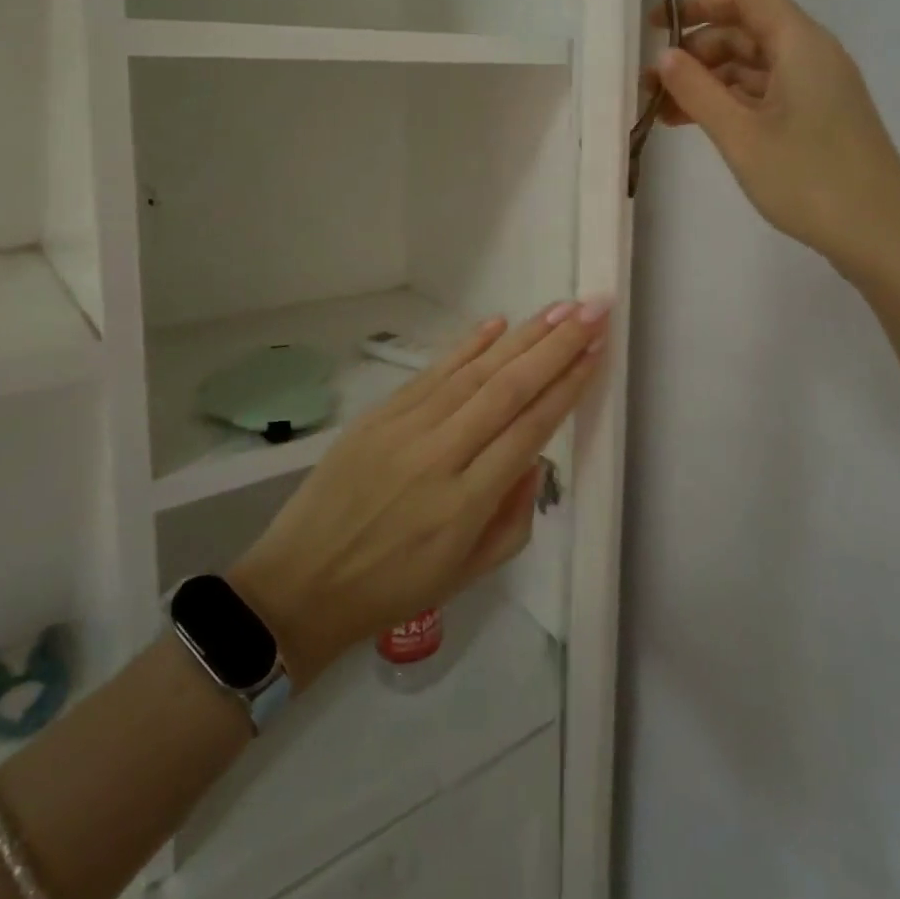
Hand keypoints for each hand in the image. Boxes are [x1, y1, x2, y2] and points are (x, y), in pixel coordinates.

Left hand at [229, 301, 608, 685]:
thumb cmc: (393, 589)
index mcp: (467, 503)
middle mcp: (441, 456)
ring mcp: (407, 428)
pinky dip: (467, 346)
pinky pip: (433, 372)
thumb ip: (515, 517)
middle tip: (593, 310)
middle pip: (509, 389)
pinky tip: (498, 323)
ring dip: (522, 337)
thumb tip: (534, 455)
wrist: (302, 582)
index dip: (567, 386)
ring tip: (559, 309)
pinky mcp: (380, 414)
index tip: (597, 350)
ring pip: (476, 372)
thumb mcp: (468, 574)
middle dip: (557, 346)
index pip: (530, 428)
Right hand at [646, 0, 899, 274]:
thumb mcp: (741, 135)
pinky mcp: (819, 118)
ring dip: (709, 82)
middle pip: (747, 32)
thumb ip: (697, 91)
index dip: (697, 3)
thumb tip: (664, 57)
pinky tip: (699, 126)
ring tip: (664, 112)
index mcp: (801, 45)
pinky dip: (731, 103)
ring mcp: (819, 89)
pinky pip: (766, 94)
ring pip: (754, 67)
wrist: (880, 234)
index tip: (655, 26)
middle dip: (697, 51)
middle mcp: (813, 56)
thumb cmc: (808, 179)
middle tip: (652, 83)